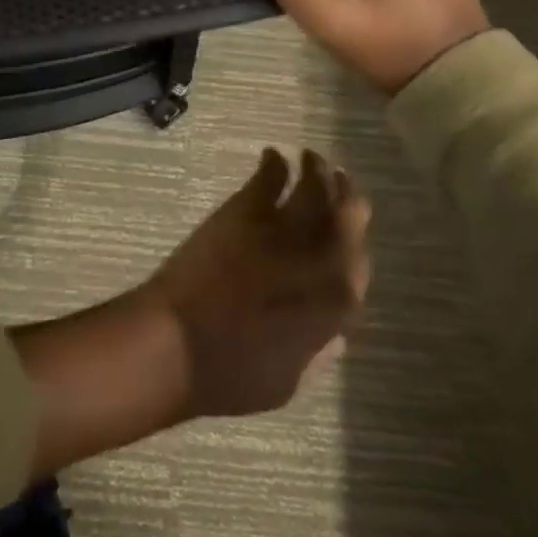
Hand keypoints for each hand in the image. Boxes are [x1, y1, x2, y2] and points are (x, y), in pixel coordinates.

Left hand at [144, 147, 370, 417]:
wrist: (177, 344)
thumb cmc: (232, 375)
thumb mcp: (288, 382)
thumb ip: (317, 354)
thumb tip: (336, 335)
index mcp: (333, 307)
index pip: (360, 269)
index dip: (357, 250)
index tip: (350, 240)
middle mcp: (319, 261)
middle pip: (349, 218)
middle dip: (350, 199)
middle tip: (343, 185)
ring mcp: (283, 230)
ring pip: (315, 188)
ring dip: (318, 170)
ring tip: (314, 159)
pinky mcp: (247, 210)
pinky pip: (269, 177)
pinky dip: (275, 163)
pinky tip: (274, 155)